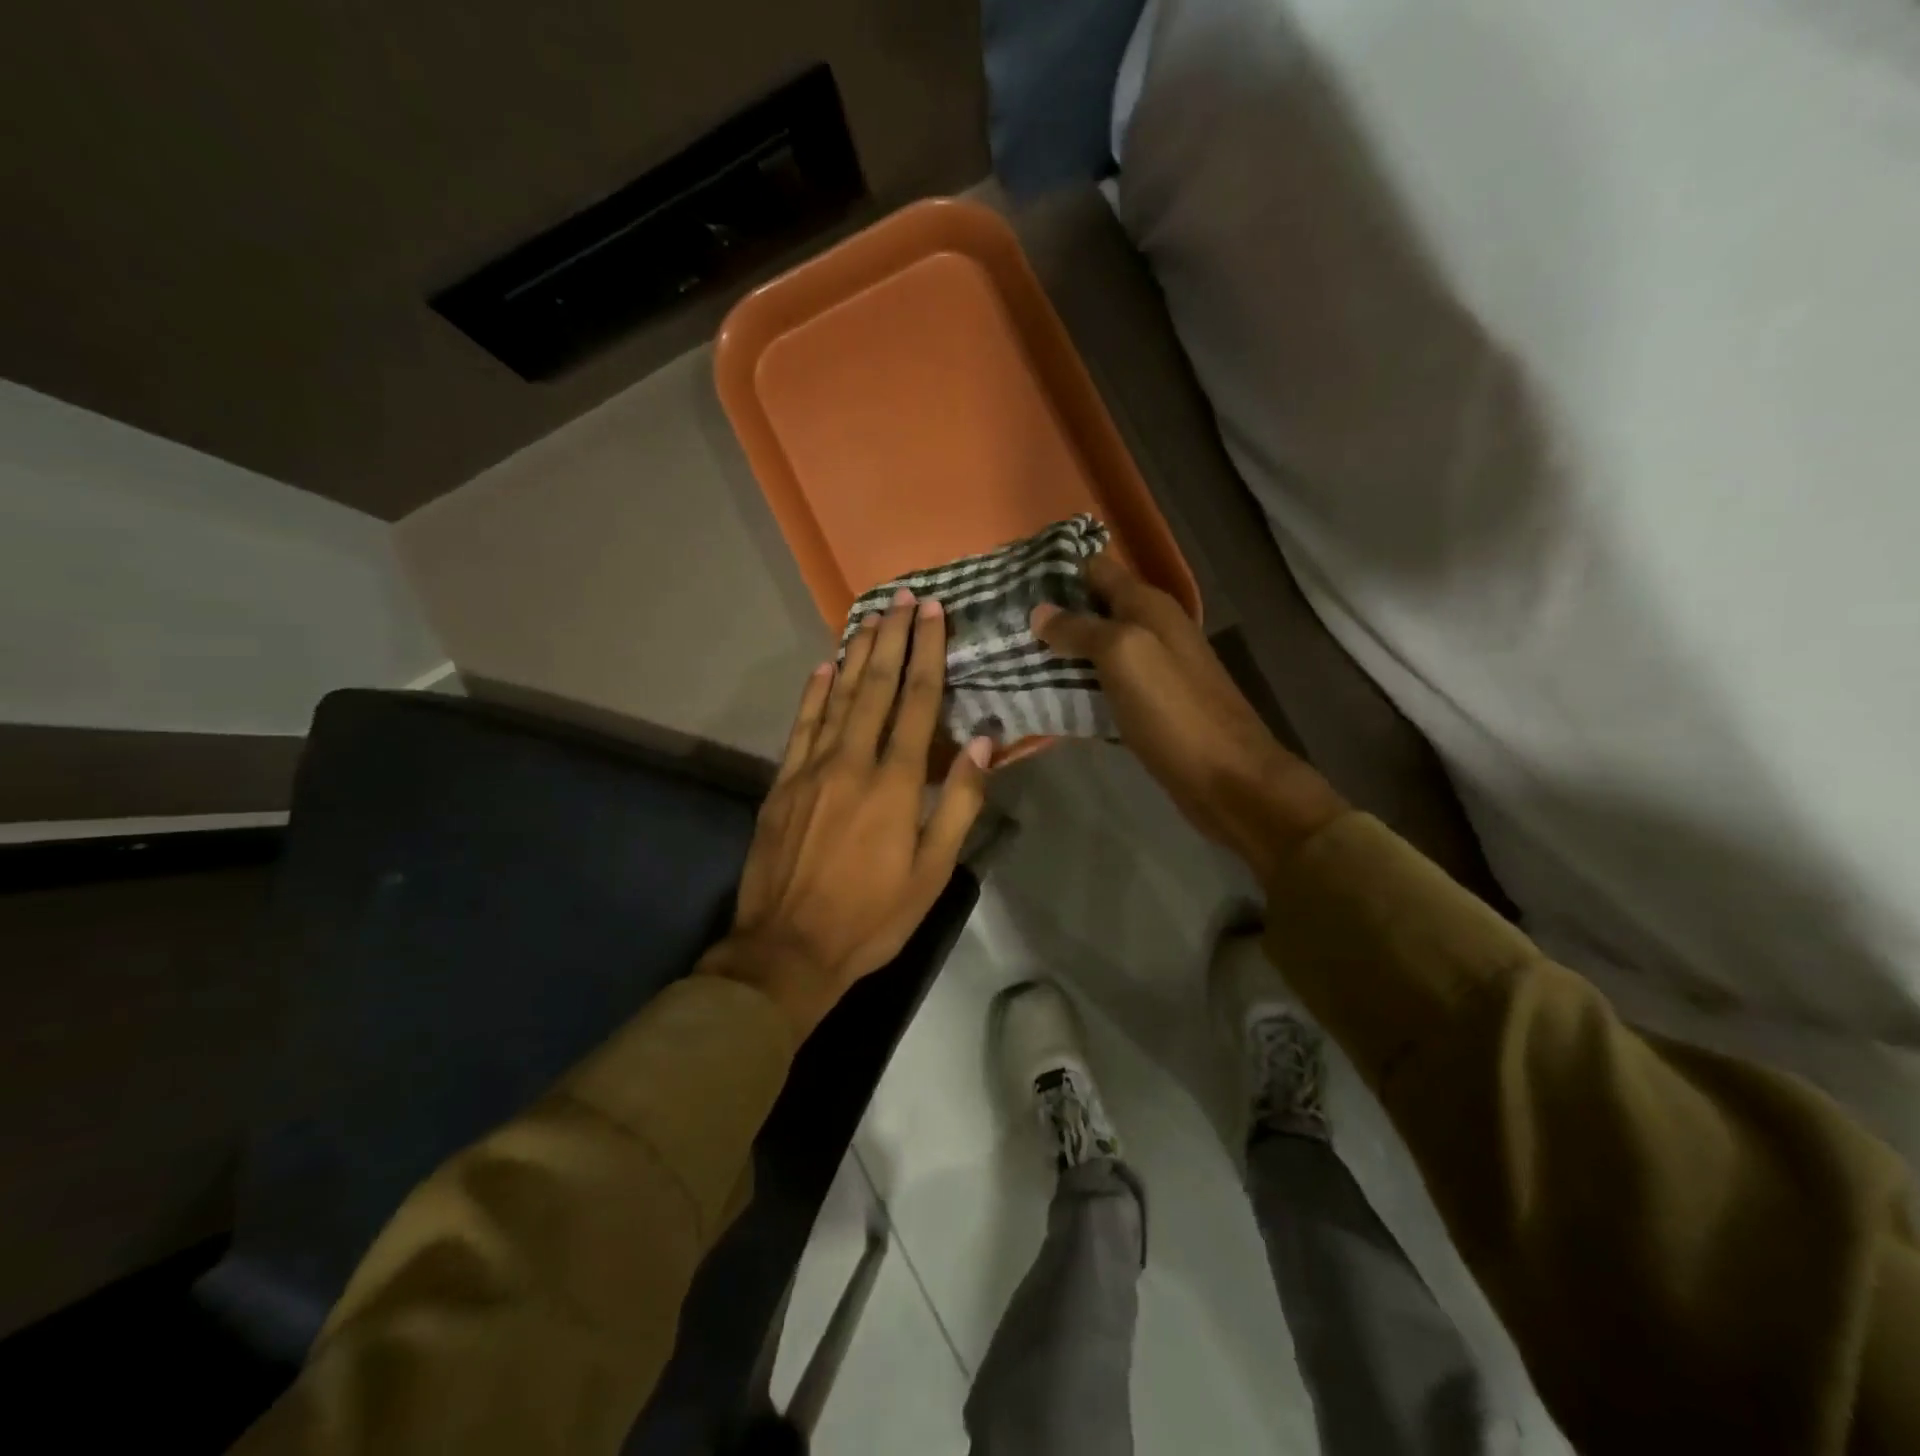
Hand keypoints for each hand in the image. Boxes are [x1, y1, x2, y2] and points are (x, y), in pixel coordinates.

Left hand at [701, 589, 992, 1038]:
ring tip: (870, 617)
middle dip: (892, 639)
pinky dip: (813, 693)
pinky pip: (801, 726)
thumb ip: (958, 803)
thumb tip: (981, 743)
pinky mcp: (782, 784)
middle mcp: (852, 763)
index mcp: (895, 784)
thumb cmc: (873, 916)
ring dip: (856, 654)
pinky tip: (823, 668)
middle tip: (903, 598)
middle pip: (876, 688)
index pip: (917, 703)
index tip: (933, 614)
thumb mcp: (932, 871)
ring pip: (837, 698)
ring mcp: (811, 770)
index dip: (927, 654)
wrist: (788, 949)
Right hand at [1031, 553, 1344, 881]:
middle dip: (1051, 614)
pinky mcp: (1148, 705)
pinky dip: (1075, 686)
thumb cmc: (1174, 711)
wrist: (1227, 778)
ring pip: (1096, 648)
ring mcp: (1152, 668)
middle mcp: (1152, 628)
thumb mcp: (1124, 656)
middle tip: (1000, 626)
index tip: (1008, 581)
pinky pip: (1103, 684)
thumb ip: (1081, 629)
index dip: (1056, 570)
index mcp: (1148, 605)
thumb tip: (1039, 611)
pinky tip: (1043, 695)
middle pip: (1093, 608)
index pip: (1096, 568)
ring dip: (1060, 652)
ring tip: (1010, 658)